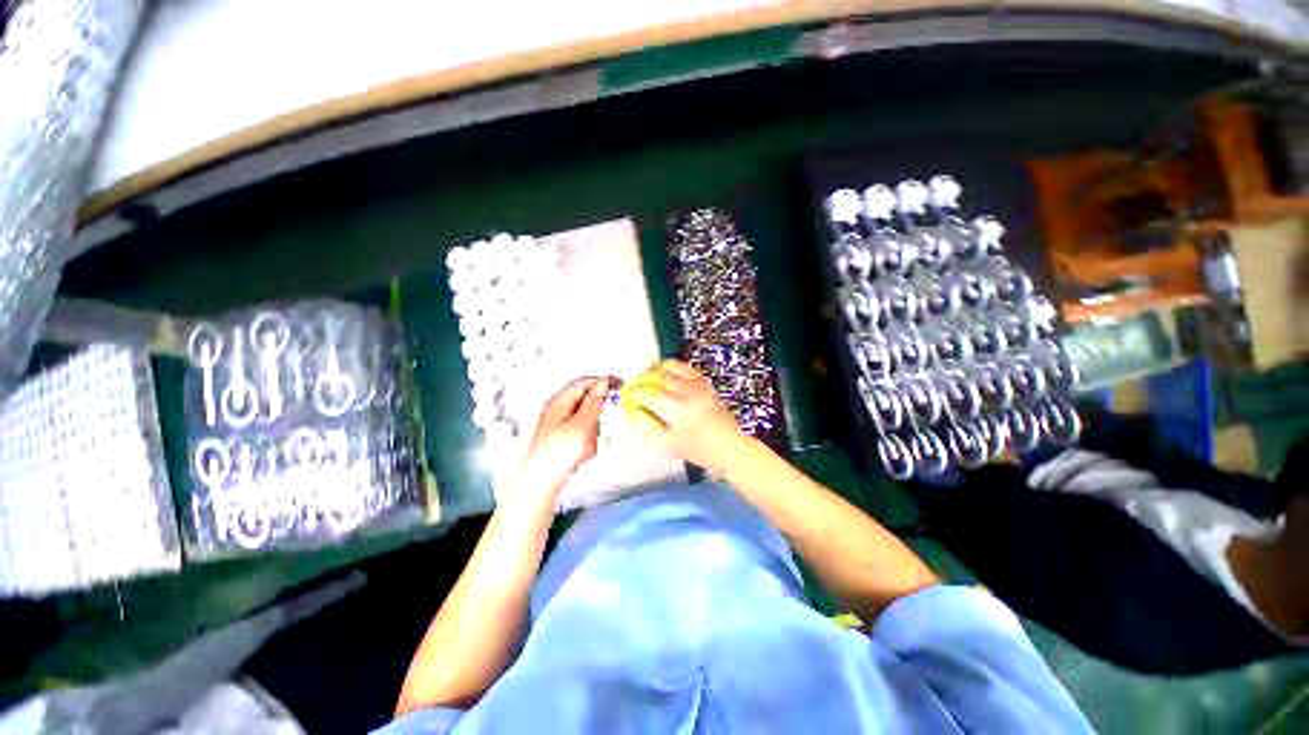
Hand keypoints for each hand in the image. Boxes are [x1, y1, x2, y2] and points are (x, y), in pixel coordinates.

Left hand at [516, 377, 609, 497]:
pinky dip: (586, 443)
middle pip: (584, 403)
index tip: (617, 384)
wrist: (541, 484)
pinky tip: (582, 455)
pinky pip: (581, 436)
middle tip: (598, 428)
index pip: (583, 383)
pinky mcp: (561, 441)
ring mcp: (558, 427)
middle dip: (595, 416)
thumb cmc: (558, 454)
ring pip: (585, 421)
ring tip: (586, 447)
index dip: (601, 382)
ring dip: (591, 432)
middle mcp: (557, 412)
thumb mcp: (582, 425)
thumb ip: (594, 403)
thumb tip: (601, 386)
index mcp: (558, 403)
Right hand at [623, 360, 748, 475]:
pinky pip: (688, 369)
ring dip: (657, 369)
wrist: (730, 447)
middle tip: (635, 386)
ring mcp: (697, 386)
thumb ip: (651, 429)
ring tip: (649, 375)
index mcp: (674, 409)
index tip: (628, 398)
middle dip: (642, 380)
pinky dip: (676, 367)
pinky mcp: (706, 385)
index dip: (634, 395)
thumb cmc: (701, 450)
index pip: (647, 395)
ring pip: (672, 368)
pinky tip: (671, 374)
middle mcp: (684, 392)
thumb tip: (637, 416)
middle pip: (657, 378)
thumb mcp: (670, 445)